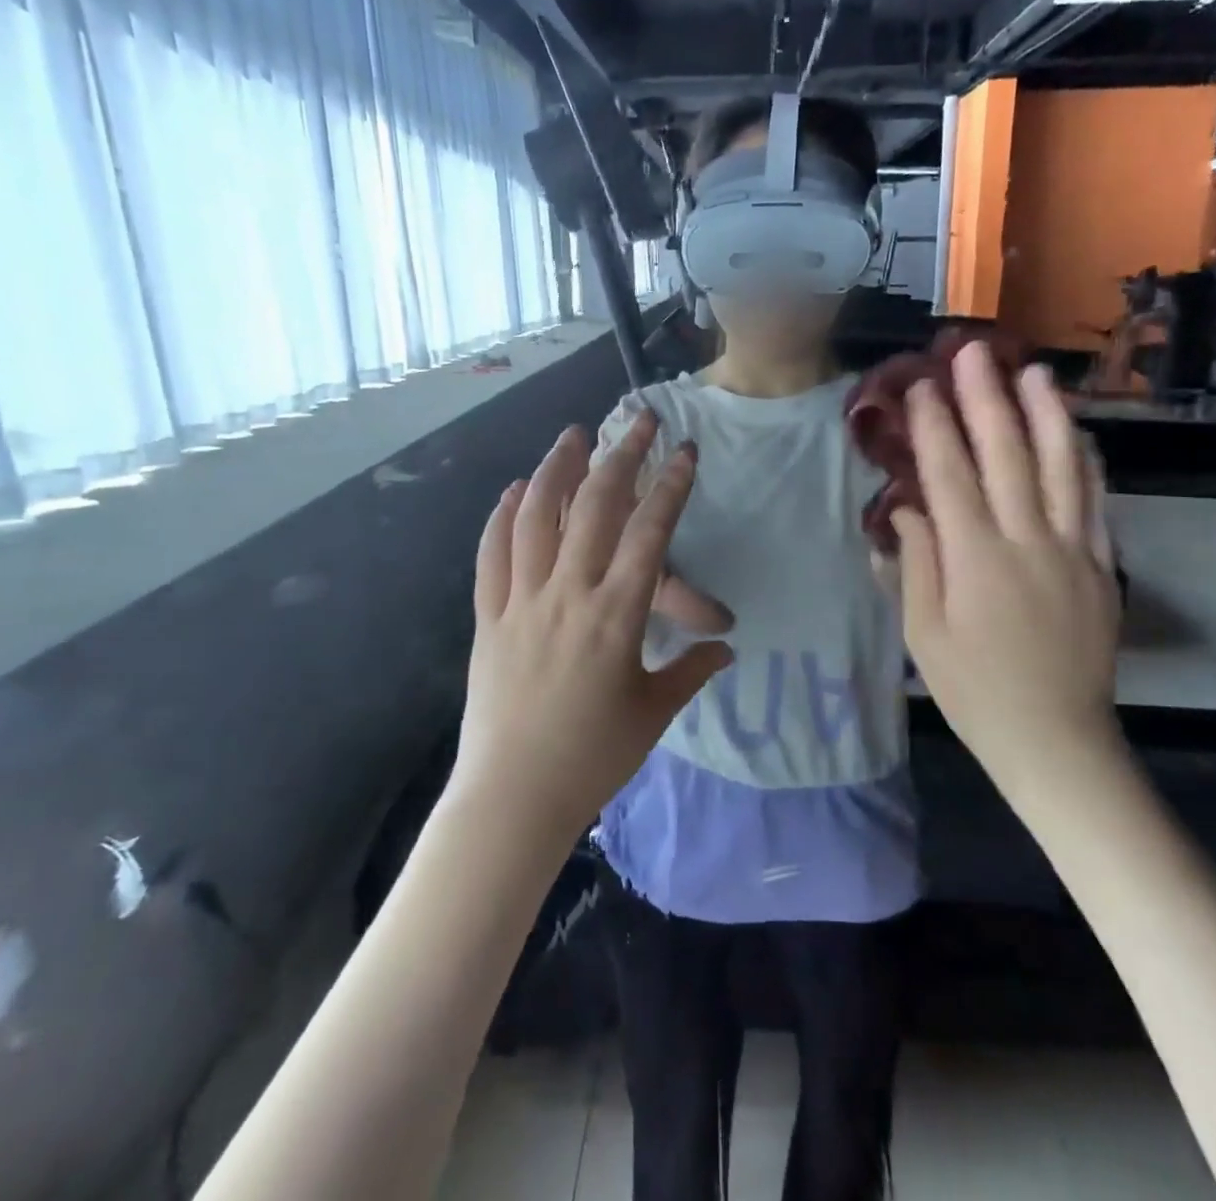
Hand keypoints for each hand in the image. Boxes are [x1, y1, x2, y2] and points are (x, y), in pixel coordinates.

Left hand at [457, 412, 733, 840]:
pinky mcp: (489, 616)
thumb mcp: (653, 712)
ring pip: (537, 518)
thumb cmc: (593, 757)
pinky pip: (493, 555)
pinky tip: (516, 489)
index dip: (670, 487)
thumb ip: (691, 670)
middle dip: (620, 457)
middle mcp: (568, 593)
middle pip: (594, 508)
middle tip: (637, 420)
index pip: (649, 533)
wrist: (514, 796)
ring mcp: (522, 601)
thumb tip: (725, 647)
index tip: (684, 451)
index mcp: (616, 615)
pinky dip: (504, 516)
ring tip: (573, 434)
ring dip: (557, 469)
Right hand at [890, 346, 1120, 785]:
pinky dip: (1085, 460)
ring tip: (1033, 371)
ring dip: (1045, 414)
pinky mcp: (1101, 564)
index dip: (934, 427)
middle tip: (973, 353)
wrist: (1056, 738)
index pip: (950, 476)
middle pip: (1006, 456)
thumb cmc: (974, 690)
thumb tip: (906, 509)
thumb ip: (915, 563)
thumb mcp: (923, 633)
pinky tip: (1077, 432)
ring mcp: (1073, 549)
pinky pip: (1096, 500)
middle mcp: (1027, 541)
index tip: (921, 387)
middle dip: (986, 399)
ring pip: (1061, 467)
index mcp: (975, 559)